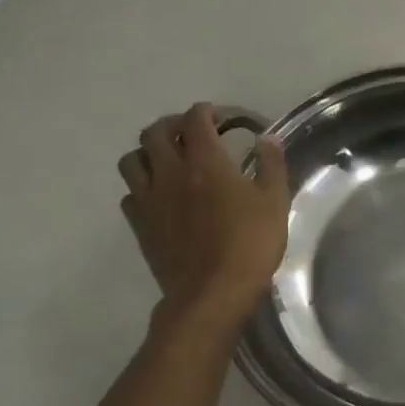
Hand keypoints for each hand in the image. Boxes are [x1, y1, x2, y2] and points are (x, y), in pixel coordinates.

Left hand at [117, 103, 289, 320]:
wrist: (212, 293)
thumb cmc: (250, 245)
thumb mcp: (275, 202)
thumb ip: (271, 166)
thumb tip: (268, 139)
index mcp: (205, 161)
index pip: (195, 119)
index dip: (207, 112)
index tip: (221, 118)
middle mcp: (170, 172)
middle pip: (154, 132)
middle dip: (173, 125)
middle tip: (192, 134)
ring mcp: (148, 198)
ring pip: (132, 159)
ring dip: (149, 152)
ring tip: (167, 160)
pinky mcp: (139, 223)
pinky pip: (129, 193)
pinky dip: (142, 186)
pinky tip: (159, 196)